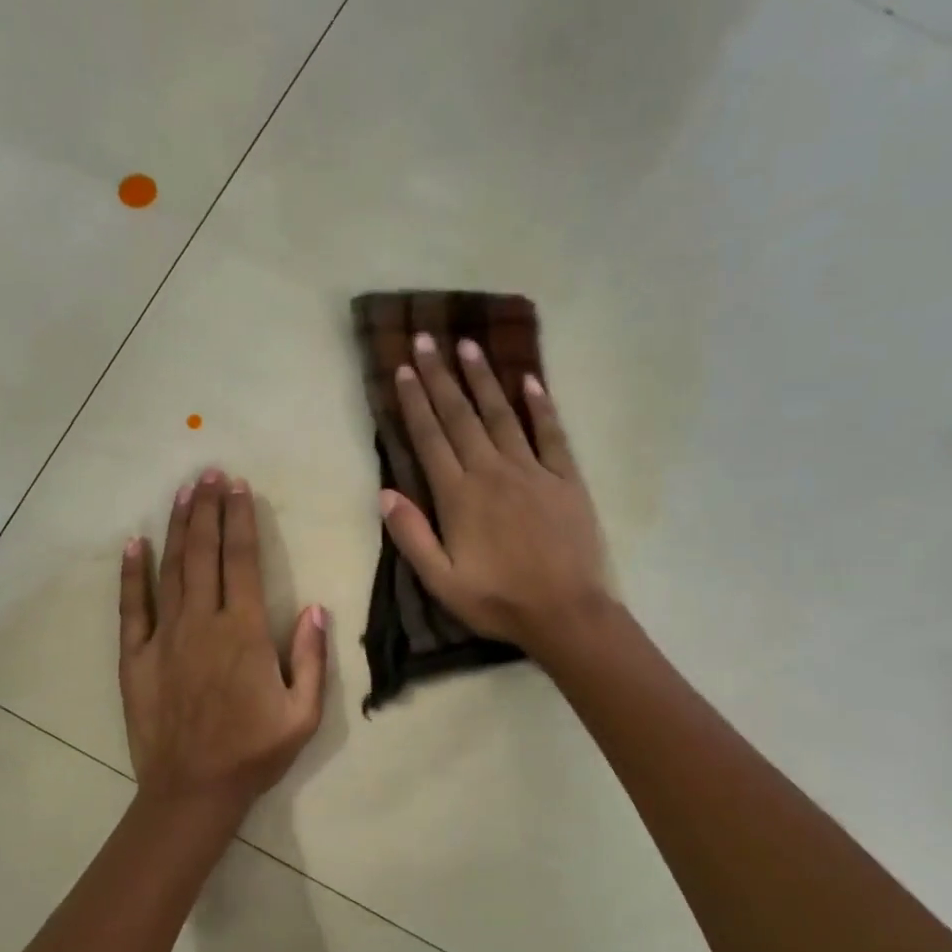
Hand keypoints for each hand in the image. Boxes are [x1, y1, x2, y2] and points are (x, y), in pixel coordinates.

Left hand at [119, 469, 328, 820]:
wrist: (193, 791)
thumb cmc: (254, 752)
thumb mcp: (303, 713)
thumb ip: (311, 657)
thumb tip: (314, 608)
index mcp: (243, 632)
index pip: (241, 561)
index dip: (240, 520)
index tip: (239, 488)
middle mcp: (201, 623)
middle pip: (204, 554)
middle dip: (207, 510)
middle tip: (210, 474)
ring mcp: (164, 638)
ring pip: (170, 570)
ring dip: (178, 529)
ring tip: (182, 493)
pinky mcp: (136, 657)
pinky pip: (131, 607)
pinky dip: (131, 573)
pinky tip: (133, 543)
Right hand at [380, 334, 610, 662]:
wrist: (565, 612)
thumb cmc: (498, 601)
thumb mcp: (441, 580)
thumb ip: (412, 536)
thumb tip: (385, 492)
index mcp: (459, 496)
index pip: (430, 439)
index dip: (415, 403)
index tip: (404, 369)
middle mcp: (492, 472)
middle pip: (461, 416)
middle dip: (441, 377)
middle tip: (426, 339)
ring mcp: (532, 471)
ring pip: (502, 415)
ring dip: (483, 379)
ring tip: (468, 346)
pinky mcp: (566, 478)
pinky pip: (551, 433)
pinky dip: (540, 405)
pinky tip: (530, 379)